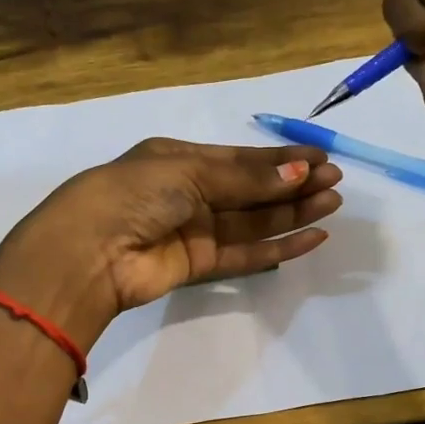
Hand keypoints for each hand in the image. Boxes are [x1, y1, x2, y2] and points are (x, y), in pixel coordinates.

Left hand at [0, 138, 343, 349]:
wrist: (89, 252)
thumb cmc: (133, 194)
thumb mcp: (188, 173)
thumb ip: (245, 178)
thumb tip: (299, 173)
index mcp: (179, 160)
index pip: (240, 158)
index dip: (281, 158)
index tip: (321, 157)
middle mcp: (188, 193)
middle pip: (251, 189)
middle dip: (293, 184)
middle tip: (335, 182)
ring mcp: (194, 231)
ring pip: (253, 221)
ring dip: (292, 213)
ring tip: (332, 204)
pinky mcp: (198, 266)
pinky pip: (245, 253)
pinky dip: (278, 247)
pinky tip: (310, 237)